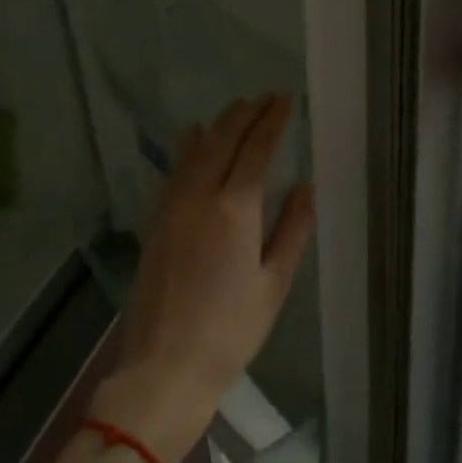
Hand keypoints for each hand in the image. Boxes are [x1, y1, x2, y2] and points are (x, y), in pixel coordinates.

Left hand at [94, 94, 316, 462]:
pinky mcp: (156, 222)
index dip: (272, 121)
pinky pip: (174, 171)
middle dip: (245, 114)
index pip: (256, 149)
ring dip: (218, 124)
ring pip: (195, 150)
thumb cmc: (231, 330)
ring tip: (235, 108)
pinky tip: (192, 138)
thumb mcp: (274, 283)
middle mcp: (199, 197)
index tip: (285, 100)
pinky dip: (188, 147)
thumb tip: (305, 186)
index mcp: (234, 209)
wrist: (165, 365)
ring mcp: (171, 207)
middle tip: (265, 97)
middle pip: (223, 140)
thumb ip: (292, 229)